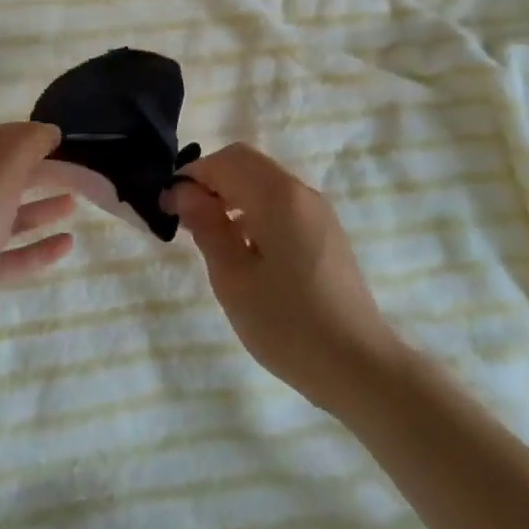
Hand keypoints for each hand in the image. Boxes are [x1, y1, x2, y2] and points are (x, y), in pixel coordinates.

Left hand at [0, 122, 73, 368]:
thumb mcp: (0, 174)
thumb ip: (27, 147)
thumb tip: (47, 130)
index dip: (21, 133)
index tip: (55, 138)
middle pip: (0, 177)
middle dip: (37, 172)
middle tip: (74, 171)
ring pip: (6, 216)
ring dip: (40, 208)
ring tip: (74, 205)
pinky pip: (10, 255)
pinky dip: (37, 248)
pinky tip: (67, 244)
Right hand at [163, 143, 400, 412]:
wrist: (360, 367)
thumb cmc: (288, 324)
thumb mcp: (233, 279)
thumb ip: (206, 227)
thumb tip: (183, 192)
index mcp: (278, 196)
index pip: (224, 161)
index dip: (191, 177)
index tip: (168, 208)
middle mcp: (300, 191)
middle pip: (245, 162)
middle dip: (211, 181)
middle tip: (187, 219)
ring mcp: (318, 211)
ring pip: (263, 180)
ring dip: (232, 194)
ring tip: (211, 236)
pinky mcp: (326, 231)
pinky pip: (281, 202)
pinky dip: (254, 209)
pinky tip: (245, 250)